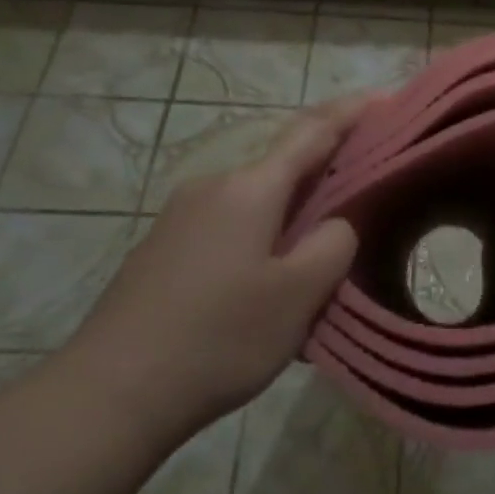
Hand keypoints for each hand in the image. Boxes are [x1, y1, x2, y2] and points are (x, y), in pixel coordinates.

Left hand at [62, 97, 366, 449]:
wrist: (110, 394)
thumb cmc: (218, 337)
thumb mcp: (299, 295)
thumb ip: (333, 245)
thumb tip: (336, 224)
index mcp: (249, 189)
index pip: (311, 133)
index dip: (350, 113)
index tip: (384, 98)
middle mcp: (212, 189)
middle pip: (283, 167)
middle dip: (327, 169)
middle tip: (370, 183)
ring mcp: (181, 219)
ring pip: (257, 202)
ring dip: (295, 212)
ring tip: (326, 247)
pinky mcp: (164, 250)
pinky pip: (231, 228)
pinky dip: (265, 237)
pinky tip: (274, 279)